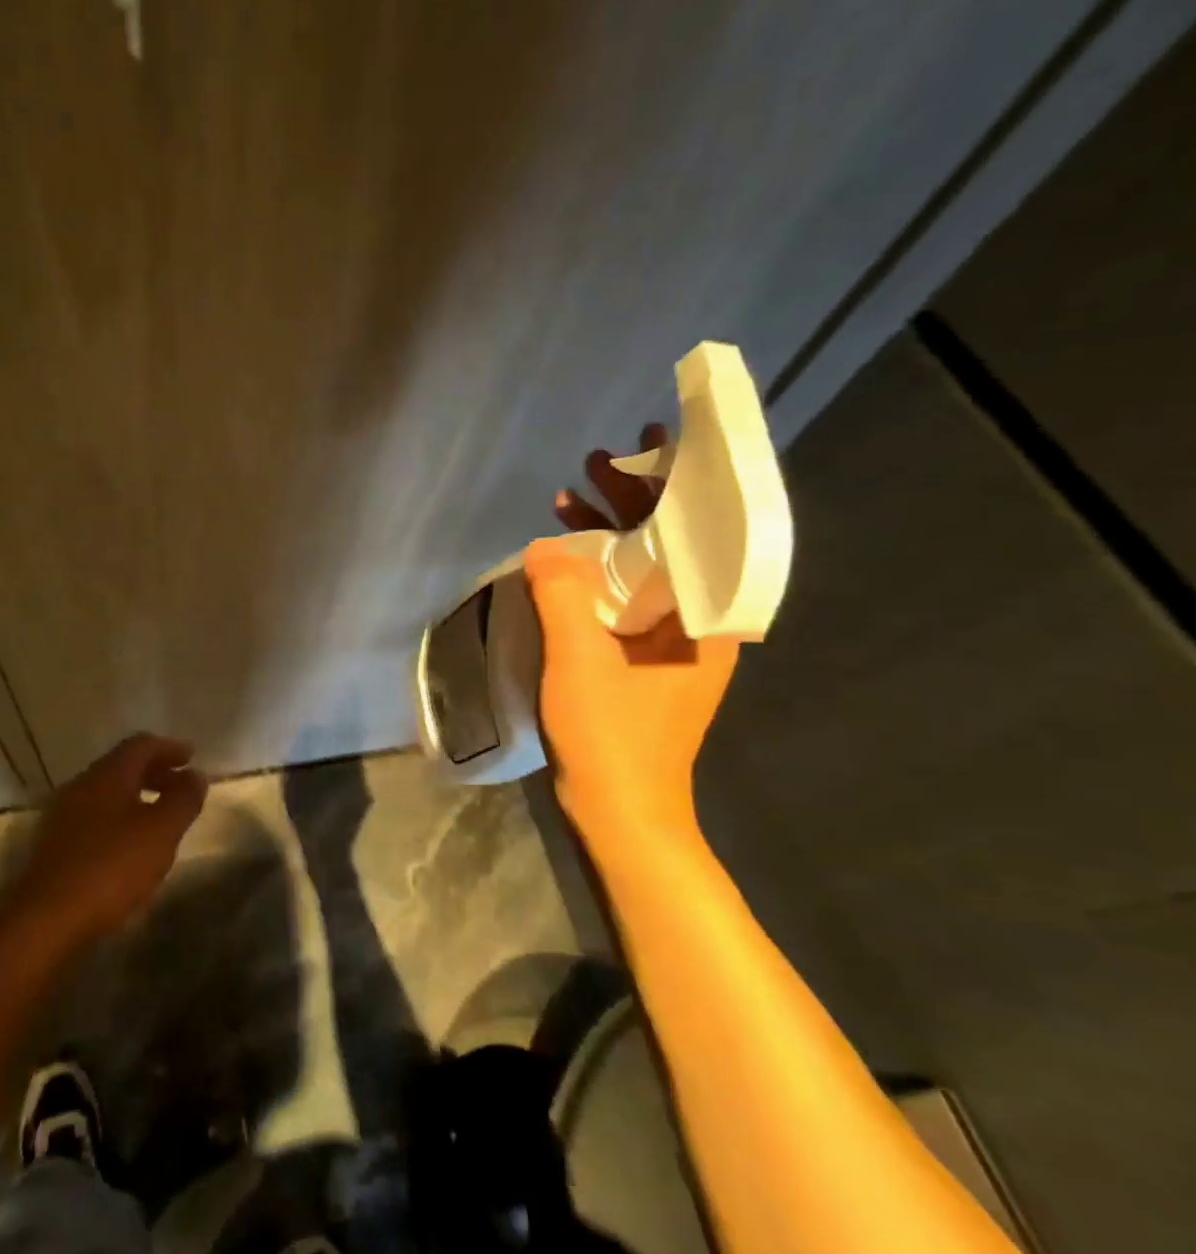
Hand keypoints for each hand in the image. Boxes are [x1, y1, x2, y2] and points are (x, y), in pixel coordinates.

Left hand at [9, 733, 208, 944]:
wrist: (45, 918)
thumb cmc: (110, 867)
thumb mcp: (160, 832)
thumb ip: (182, 800)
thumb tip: (196, 775)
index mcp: (108, 774)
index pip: (141, 744)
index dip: (169, 748)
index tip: (191, 757)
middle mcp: (82, 784)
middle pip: (123, 766)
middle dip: (155, 772)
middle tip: (180, 786)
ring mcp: (64, 814)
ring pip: (107, 792)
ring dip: (136, 796)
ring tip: (160, 816)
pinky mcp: (55, 843)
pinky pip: (95, 816)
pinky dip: (119, 817)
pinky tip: (130, 844)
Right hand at [531, 427, 738, 835]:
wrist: (621, 810)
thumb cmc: (612, 734)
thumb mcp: (580, 659)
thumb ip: (562, 594)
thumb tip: (546, 544)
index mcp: (706, 616)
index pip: (700, 528)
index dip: (676, 481)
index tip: (652, 444)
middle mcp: (699, 621)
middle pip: (672, 542)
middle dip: (635, 499)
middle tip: (596, 463)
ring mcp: (671, 641)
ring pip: (645, 568)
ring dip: (610, 533)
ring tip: (571, 499)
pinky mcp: (643, 658)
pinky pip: (625, 596)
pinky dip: (597, 571)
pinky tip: (564, 561)